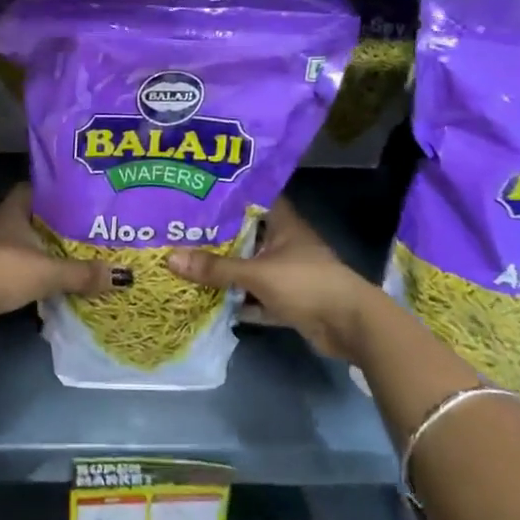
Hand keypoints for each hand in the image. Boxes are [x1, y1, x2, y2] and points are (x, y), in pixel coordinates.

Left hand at [0, 185, 122, 327]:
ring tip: (69, 256)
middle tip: (81, 230)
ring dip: (38, 251)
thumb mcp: (49, 272)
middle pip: (28, 218)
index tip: (76, 198)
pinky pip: (10, 267)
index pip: (32, 189)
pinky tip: (44, 281)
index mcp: (11, 212)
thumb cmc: (3, 271)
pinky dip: (26, 272)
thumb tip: (124, 276)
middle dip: (51, 224)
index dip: (53, 191)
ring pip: (18, 244)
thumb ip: (83, 273)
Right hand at [166, 199, 378, 362]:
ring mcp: (287, 273)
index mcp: (283, 224)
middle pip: (245, 236)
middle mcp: (284, 244)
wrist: (349, 325)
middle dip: (217, 238)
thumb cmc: (306, 283)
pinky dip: (238, 300)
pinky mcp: (287, 300)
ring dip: (226, 272)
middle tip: (180, 232)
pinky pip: (255, 297)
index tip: (197, 194)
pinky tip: (209, 300)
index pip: (253, 199)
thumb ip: (215, 268)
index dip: (228, 196)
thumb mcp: (256, 273)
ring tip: (186, 264)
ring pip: (249, 268)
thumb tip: (170, 258)